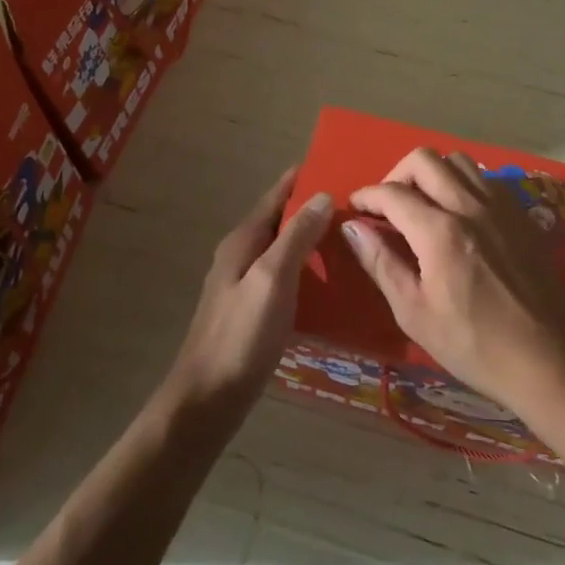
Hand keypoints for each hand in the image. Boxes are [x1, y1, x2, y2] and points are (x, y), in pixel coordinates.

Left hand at [161, 168, 331, 431]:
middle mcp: (242, 255)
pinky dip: (308, 270)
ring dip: (313, 239)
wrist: (208, 399)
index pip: (277, 195)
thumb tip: (322, 195)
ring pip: (285, 249)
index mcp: (243, 240)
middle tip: (357, 204)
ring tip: (352, 237)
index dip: (304, 178)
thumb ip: (297, 237)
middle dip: (314, 207)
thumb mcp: (273, 279)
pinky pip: (286, 277)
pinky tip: (332, 281)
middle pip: (282, 220)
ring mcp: (246, 284)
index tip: (339, 165)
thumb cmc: (240, 334)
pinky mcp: (254, 310)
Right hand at [344, 149, 564, 416]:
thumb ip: (380, 263)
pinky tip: (459, 214)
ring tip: (422, 205)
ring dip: (432, 174)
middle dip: (396, 175)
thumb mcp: (414, 313)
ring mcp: (501, 206)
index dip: (366, 196)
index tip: (354, 208)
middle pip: (424, 160)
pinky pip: (485, 179)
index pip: (392, 193)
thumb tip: (351, 227)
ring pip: (458, 161)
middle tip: (388, 206)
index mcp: (440, 231)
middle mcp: (470, 205)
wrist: (548, 359)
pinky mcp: (522, 214)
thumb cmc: (474, 345)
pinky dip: (462, 183)